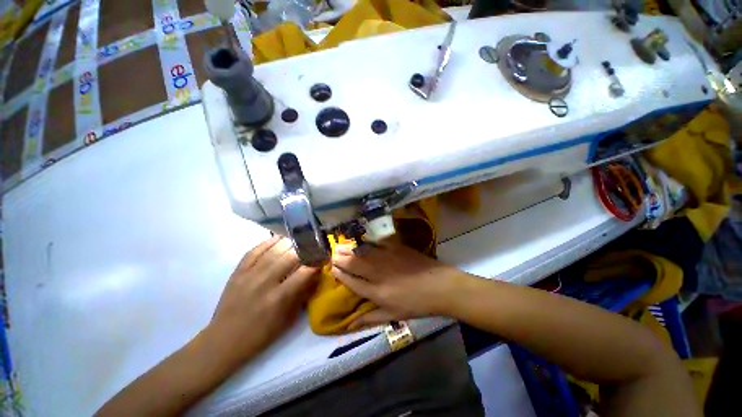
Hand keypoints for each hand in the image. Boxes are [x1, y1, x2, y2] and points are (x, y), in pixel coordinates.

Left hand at [208, 236, 318, 362]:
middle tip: (313, 247)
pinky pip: (255, 250)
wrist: (224, 340)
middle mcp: (265, 282)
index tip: (323, 258)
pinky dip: (268, 242)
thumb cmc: (262, 334)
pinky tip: (279, 238)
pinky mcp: (238, 271)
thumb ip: (303, 293)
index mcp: (279, 298)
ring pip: (274, 249)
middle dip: (306, 249)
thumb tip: (316, 273)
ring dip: (290, 243)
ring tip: (299, 240)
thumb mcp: (289, 319)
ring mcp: (249, 275)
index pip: (305, 272)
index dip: (317, 262)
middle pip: (290, 256)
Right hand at [332, 241, 461, 328]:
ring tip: (340, 246)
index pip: (352, 282)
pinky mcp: (396, 248)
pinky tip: (362, 239)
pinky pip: (377, 242)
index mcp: (376, 292)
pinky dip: (368, 241)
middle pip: (354, 264)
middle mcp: (378, 273)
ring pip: (363, 252)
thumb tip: (350, 325)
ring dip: (349, 249)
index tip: (332, 269)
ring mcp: (387, 258)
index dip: (341, 274)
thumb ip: (370, 318)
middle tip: (332, 254)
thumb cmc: (416, 304)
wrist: (439, 286)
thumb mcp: (393, 316)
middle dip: (341, 258)